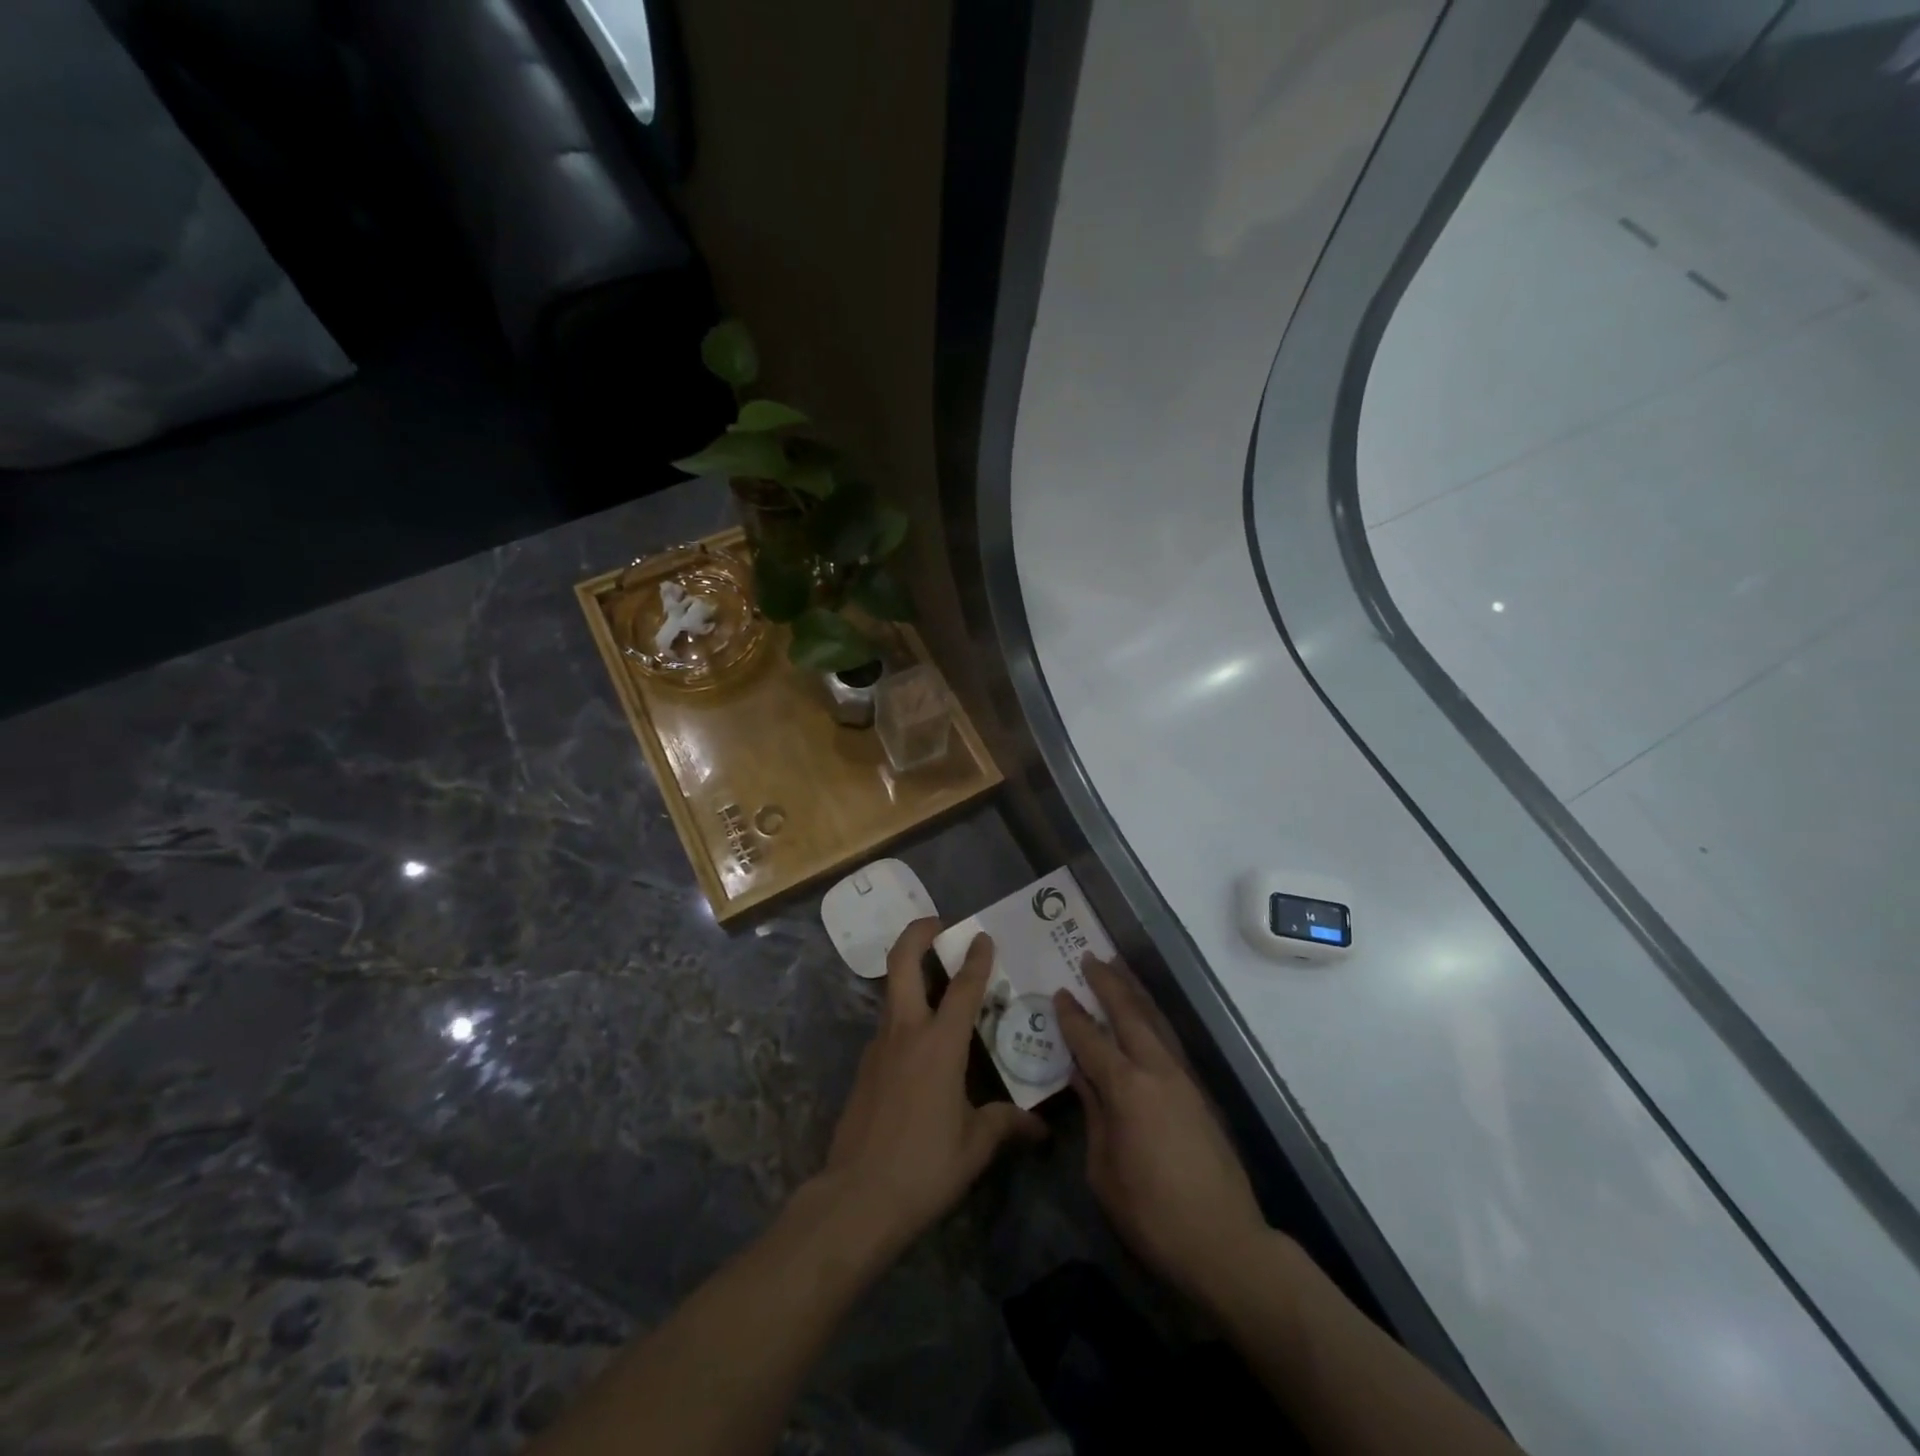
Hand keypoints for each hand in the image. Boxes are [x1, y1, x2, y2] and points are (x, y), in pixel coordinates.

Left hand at [816, 919, 1046, 1260]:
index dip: (976, 958)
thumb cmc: (923, 1167)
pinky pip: (888, 1026)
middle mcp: (906, 1032)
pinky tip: (923, 1042)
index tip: (983, 935)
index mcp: (939, 1045)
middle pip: (902, 964)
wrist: (855, 1198)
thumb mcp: (973, 1147)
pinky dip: (905, 1014)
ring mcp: (879, 1047)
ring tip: (937, 980)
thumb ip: (1005, 1125)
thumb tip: (1039, 1127)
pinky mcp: (864, 1067)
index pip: (962, 988)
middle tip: (937, 924)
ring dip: (910, 972)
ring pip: (892, 992)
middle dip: (917, 934)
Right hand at [1054, 957, 1268, 1308]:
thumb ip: (1093, 1116)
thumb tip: (1083, 1078)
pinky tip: (1146, 1016)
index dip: (1072, 1016)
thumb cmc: (1151, 1214)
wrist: (1224, 1243)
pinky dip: (1153, 1019)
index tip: (1059, 992)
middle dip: (1108, 984)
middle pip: (1130, 1015)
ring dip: (1135, 992)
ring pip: (1155, 1021)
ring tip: (1119, 968)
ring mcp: (1183, 1079)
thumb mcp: (1103, 1171)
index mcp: (1127, 1089)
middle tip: (1091, 958)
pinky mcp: (1199, 1093)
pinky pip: (1169, 1042)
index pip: (1091, 1040)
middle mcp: (1157, 1071)